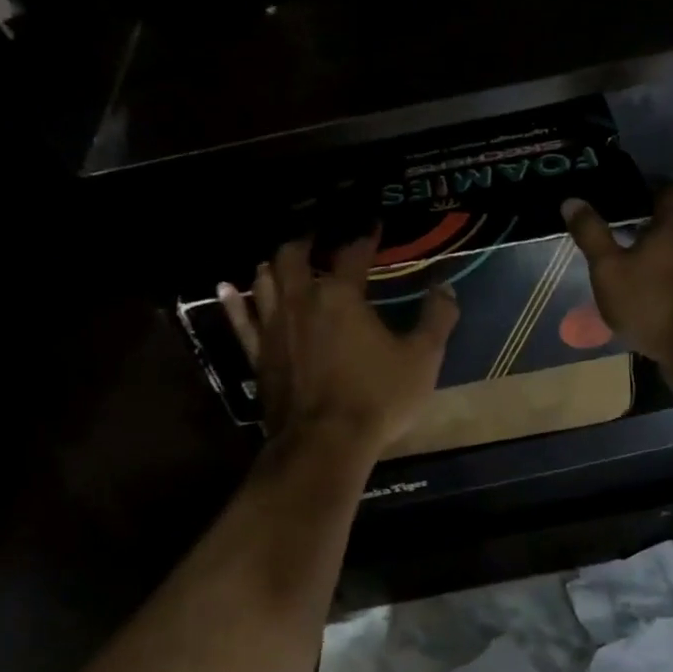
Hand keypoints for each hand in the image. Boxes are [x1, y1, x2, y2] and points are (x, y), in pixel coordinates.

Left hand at [217, 234, 458, 459]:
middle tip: (317, 236)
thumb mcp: (422, 358)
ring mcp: (273, 327)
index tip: (373, 227)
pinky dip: (234, 302)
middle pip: (293, 256)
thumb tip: (445, 287)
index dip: (364, 237)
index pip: (352, 254)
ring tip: (282, 259)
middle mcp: (301, 301)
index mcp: (341, 296)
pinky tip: (226, 289)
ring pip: (264, 281)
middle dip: (306, 241)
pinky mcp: (257, 355)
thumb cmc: (377, 398)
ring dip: (274, 264)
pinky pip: (240, 321)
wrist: (324, 444)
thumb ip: (437, 318)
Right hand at [560, 185, 672, 378]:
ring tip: (627, 266)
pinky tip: (644, 295)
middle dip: (648, 225)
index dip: (653, 185)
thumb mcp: (609, 269)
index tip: (631, 190)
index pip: (671, 190)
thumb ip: (592, 235)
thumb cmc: (650, 300)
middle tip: (618, 230)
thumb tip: (571, 200)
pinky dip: (663, 281)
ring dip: (655, 256)